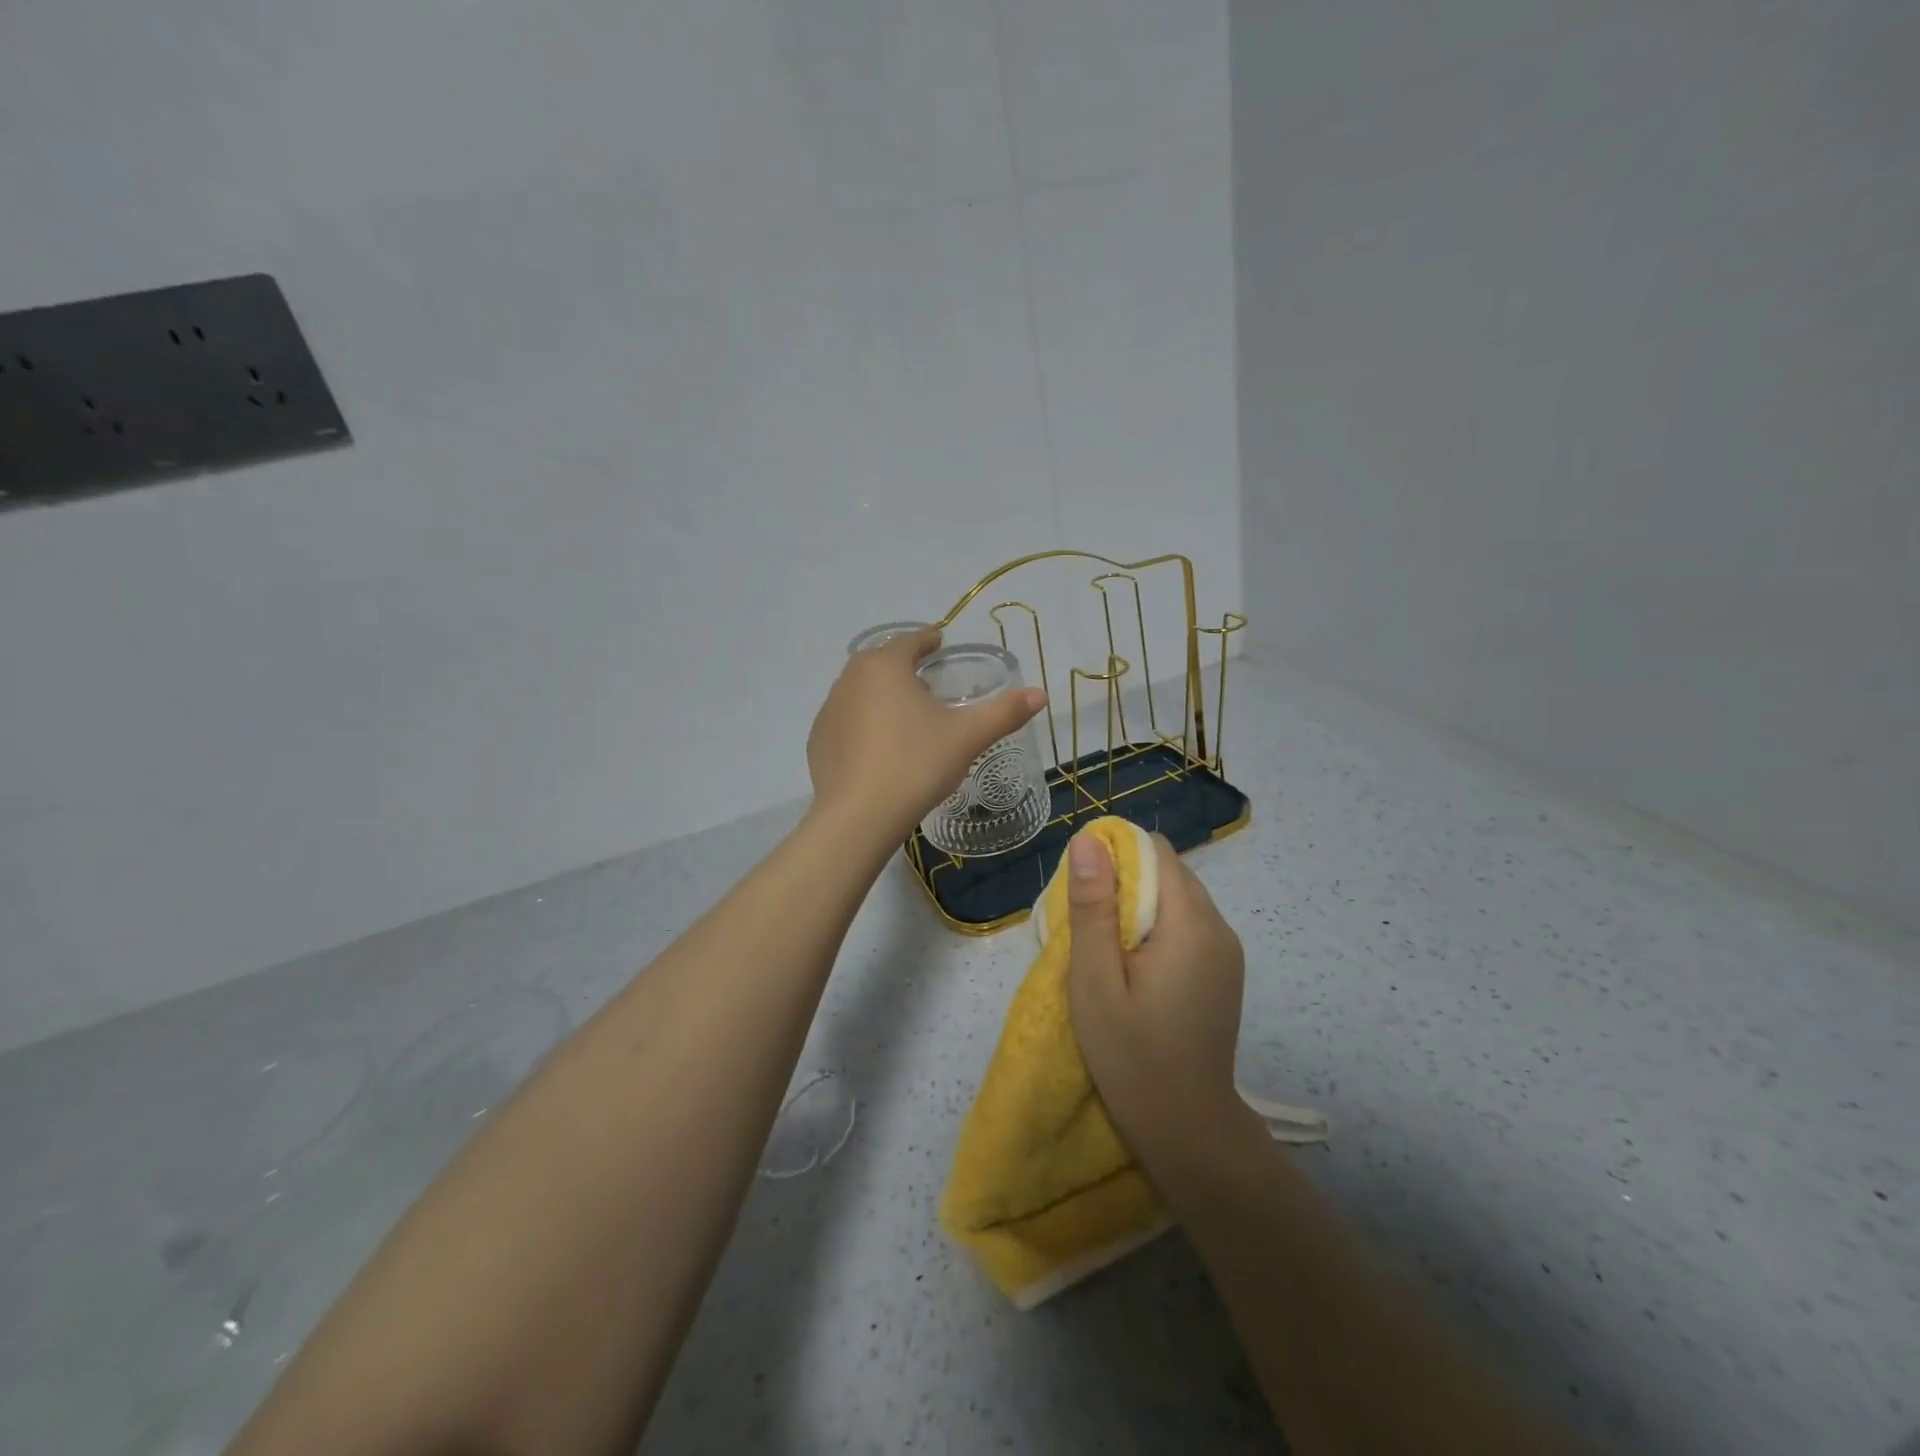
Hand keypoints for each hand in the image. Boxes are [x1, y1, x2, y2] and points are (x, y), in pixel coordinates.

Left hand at [807, 628, 1046, 842]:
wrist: (860, 816)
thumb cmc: (917, 764)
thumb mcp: (967, 736)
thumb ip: (1005, 712)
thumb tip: (1040, 694)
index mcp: (884, 666)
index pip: (910, 641)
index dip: (929, 640)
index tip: (940, 643)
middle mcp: (849, 678)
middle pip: (881, 663)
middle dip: (903, 667)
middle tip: (927, 683)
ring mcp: (828, 711)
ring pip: (860, 691)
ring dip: (881, 695)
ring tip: (904, 717)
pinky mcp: (817, 742)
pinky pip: (846, 722)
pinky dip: (863, 724)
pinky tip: (879, 747)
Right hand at [1065, 832, 1257, 1175]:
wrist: (1187, 1128)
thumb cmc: (1131, 1054)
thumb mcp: (1095, 980)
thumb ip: (1093, 908)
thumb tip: (1088, 840)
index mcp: (1190, 924)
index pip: (1157, 852)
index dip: (1116, 856)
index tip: (1085, 893)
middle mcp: (1219, 927)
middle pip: (1169, 873)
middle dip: (1126, 884)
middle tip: (1091, 929)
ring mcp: (1227, 951)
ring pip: (1178, 898)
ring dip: (1141, 909)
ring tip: (1109, 952)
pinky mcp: (1224, 971)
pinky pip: (1188, 926)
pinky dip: (1158, 930)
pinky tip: (1137, 970)